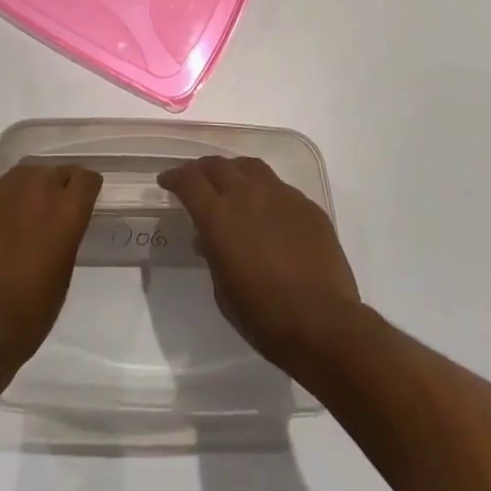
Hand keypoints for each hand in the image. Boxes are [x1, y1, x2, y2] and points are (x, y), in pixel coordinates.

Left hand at [0, 110, 101, 374]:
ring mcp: (1, 188)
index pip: (87, 179)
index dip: (86, 190)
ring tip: (23, 204)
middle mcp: (38, 188)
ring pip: (23, 170)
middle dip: (56, 188)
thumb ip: (65, 236)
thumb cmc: (27, 315)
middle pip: (54, 172)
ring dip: (28, 183)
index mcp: (67, 210)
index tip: (83, 201)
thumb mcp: (62, 276)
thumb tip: (61, 221)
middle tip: (48, 215)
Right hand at [157, 155, 362, 375]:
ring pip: (250, 167)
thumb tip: (207, 238)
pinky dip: (264, 192)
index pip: (189, 181)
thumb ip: (212, 254)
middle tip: (196, 181)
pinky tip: (267, 211)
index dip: (174, 177)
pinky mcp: (306, 205)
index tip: (166, 181)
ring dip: (233, 172)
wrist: (325, 325)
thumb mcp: (223, 291)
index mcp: (220, 216)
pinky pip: (279, 187)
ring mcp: (281, 195)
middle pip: (218, 165)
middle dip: (201, 170)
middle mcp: (248, 194)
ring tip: (231, 185)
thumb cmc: (265, 317)